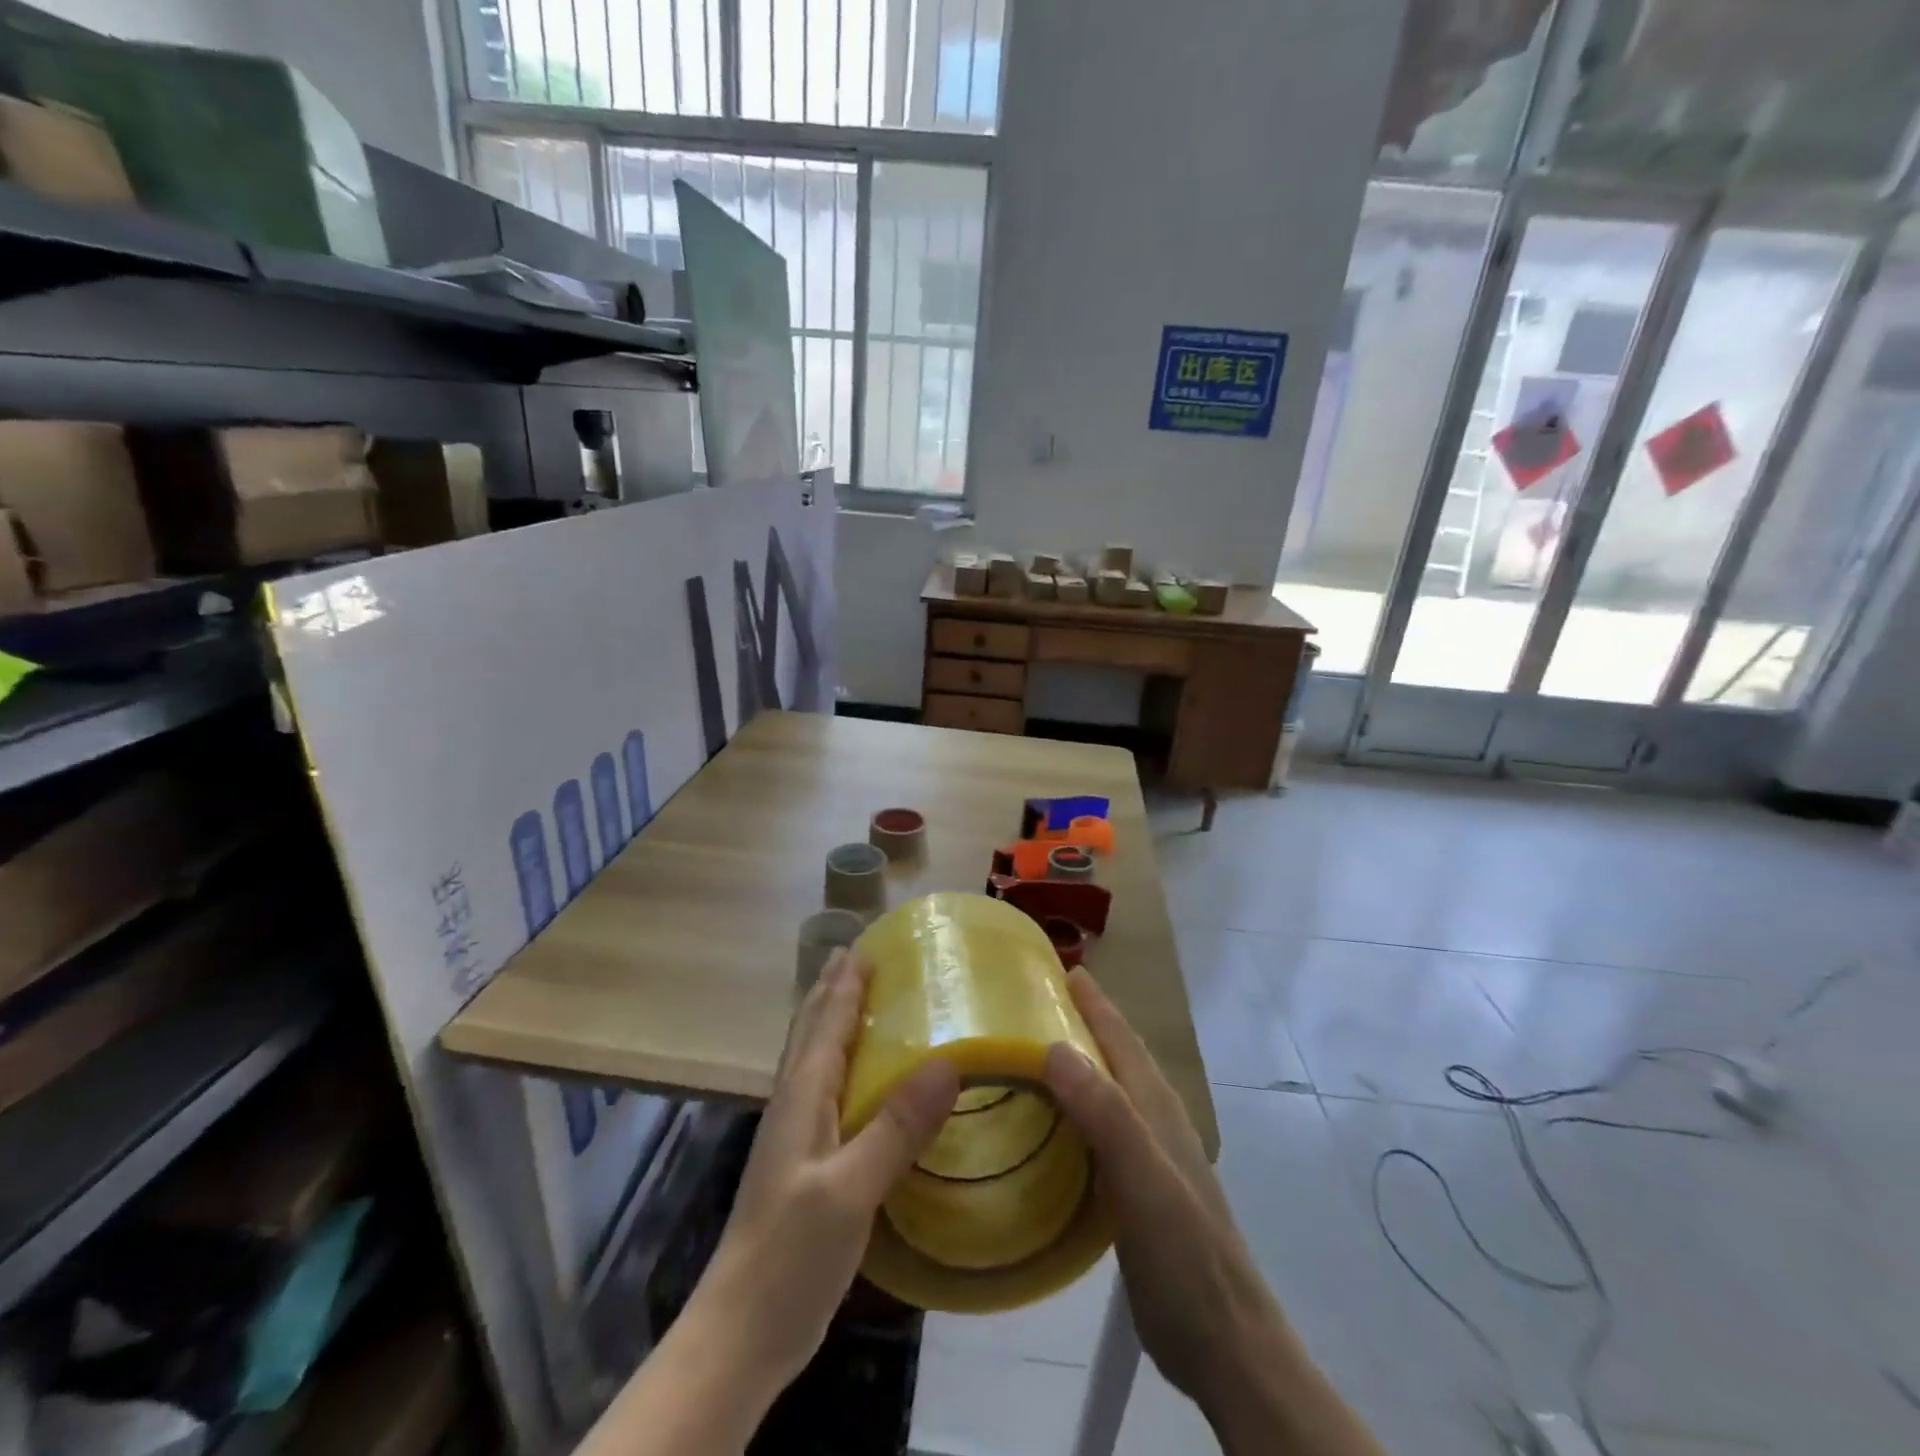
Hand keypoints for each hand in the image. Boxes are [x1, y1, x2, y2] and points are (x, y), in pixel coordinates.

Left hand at [694, 949, 959, 1392]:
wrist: (741, 1332)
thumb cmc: (790, 1252)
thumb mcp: (850, 1189)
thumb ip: (896, 1127)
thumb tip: (948, 1062)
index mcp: (802, 1096)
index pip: (826, 1023)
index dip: (845, 983)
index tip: (865, 945)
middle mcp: (794, 1104)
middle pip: (812, 1031)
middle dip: (832, 990)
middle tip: (858, 955)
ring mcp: (796, 1136)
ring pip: (815, 1059)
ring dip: (833, 1022)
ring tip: (858, 999)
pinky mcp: (805, 1164)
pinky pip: (825, 1092)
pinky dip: (842, 1064)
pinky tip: (859, 1080)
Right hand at [1041, 968, 1276, 1407]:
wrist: (1227, 1346)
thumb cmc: (1185, 1258)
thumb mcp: (1143, 1181)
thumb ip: (1105, 1113)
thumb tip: (1053, 1047)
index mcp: (1156, 1108)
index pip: (1121, 1038)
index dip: (1093, 1002)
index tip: (1058, 968)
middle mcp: (1155, 1121)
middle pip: (1115, 1057)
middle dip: (1081, 1023)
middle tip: (1031, 1004)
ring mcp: (1150, 1157)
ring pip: (1108, 1092)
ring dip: (1077, 1065)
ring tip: (1032, 1054)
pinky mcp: (1138, 1190)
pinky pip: (1100, 1130)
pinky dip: (1076, 1112)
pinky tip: (1050, 1126)